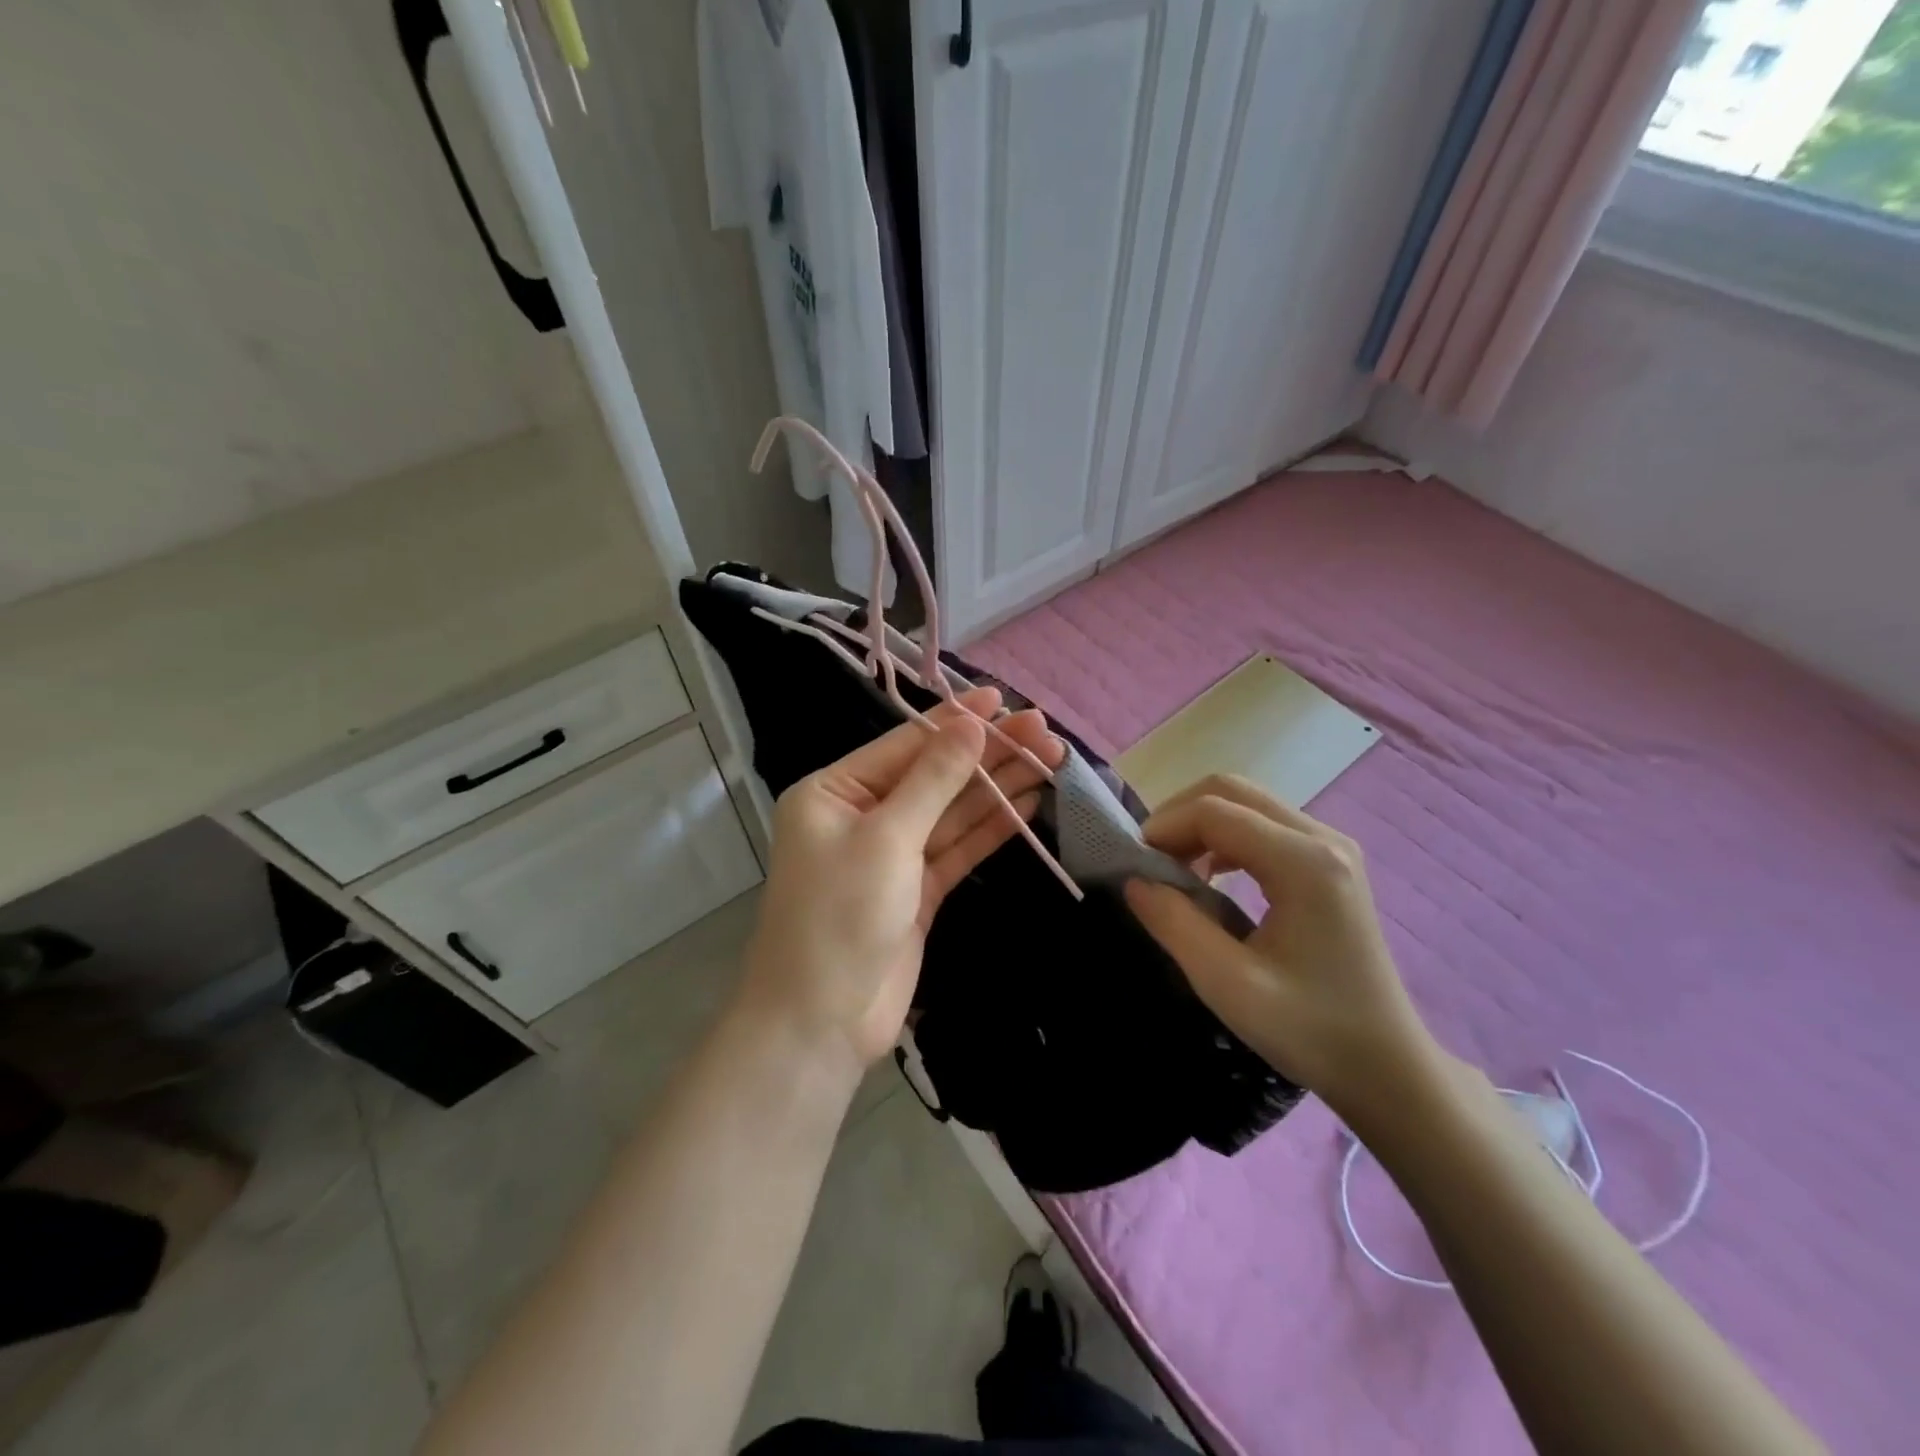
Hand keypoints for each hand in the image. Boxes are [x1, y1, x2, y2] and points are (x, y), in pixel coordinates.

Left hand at [740, 687, 1065, 1080]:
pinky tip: (1028, 804)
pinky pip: (957, 848)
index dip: (956, 722)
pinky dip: (990, 828)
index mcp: (834, 792)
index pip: (905, 745)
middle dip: (987, 754)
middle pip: (933, 775)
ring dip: (997, 787)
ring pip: (951, 811)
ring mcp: (892, 855)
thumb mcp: (886, 838)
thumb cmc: (839, 916)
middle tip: (1044, 731)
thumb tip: (972, 725)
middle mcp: (861, 815)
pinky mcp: (917, 891)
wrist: (821, 1022)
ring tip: (1049, 760)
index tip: (1004, 700)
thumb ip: (933, 780)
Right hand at [1123, 775, 1444, 1124]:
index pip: (1214, 811)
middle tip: (1149, 861)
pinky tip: (1209, 876)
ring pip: (1246, 803)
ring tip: (1173, 870)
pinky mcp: (1330, 863)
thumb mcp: (1227, 984)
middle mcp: (1323, 839)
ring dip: (1200, 825)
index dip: (1164, 828)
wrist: (1386, 1066)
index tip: (1133, 865)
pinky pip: (1264, 826)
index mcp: (1304, 863)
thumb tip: (1133, 880)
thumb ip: (1174, 924)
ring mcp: (1331, 847)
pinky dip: (1224, 838)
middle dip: (1179, 817)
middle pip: (1231, 791)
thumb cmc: (1310, 1030)